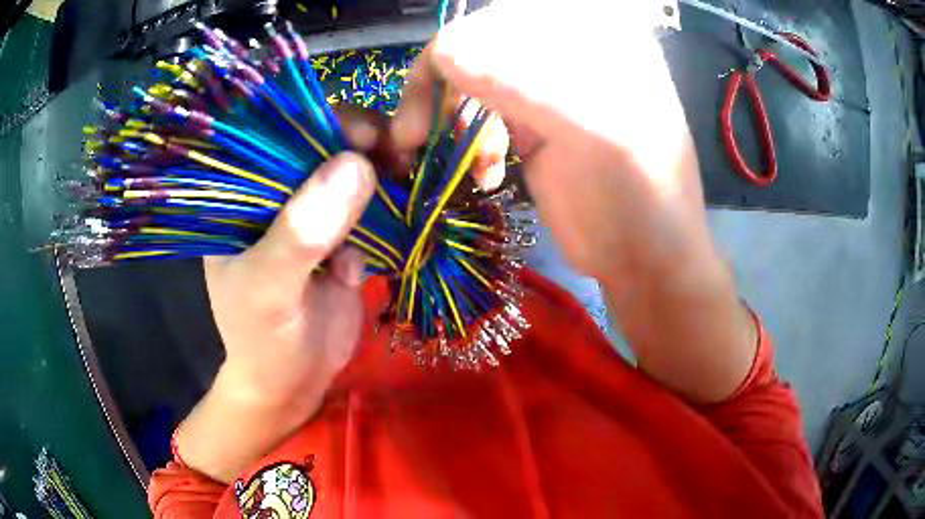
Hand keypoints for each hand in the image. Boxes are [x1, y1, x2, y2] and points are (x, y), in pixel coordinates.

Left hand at [177, 110, 386, 482]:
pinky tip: (407, 210)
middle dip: (363, 144)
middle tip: (403, 153)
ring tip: (411, 176)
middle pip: (321, 146)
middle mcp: (275, 194)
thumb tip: (356, 166)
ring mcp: (310, 213)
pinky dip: (392, 203)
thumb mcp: (270, 289)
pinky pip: (371, 205)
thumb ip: (301, 233)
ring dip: (384, 171)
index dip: (322, 122)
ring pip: (351, 171)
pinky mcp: (341, 234)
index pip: (277, 136)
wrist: (294, 382)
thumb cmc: (263, 339)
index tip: (368, 133)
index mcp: (242, 195)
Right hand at [392, 1, 756, 402]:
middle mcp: (570, 53)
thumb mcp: (595, 136)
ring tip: (428, 150)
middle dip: (442, 83)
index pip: (511, 18)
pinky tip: (485, 174)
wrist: (645, 258)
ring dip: (447, 113)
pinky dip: (467, 139)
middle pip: (484, 42)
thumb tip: (446, 51)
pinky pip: (480, 113)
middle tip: (413, 132)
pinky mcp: (532, 123)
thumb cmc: (640, 199)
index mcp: (598, 38)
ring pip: (474, 76)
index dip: (462, 45)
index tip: (430, 96)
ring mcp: (548, 88)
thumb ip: (527, 87)